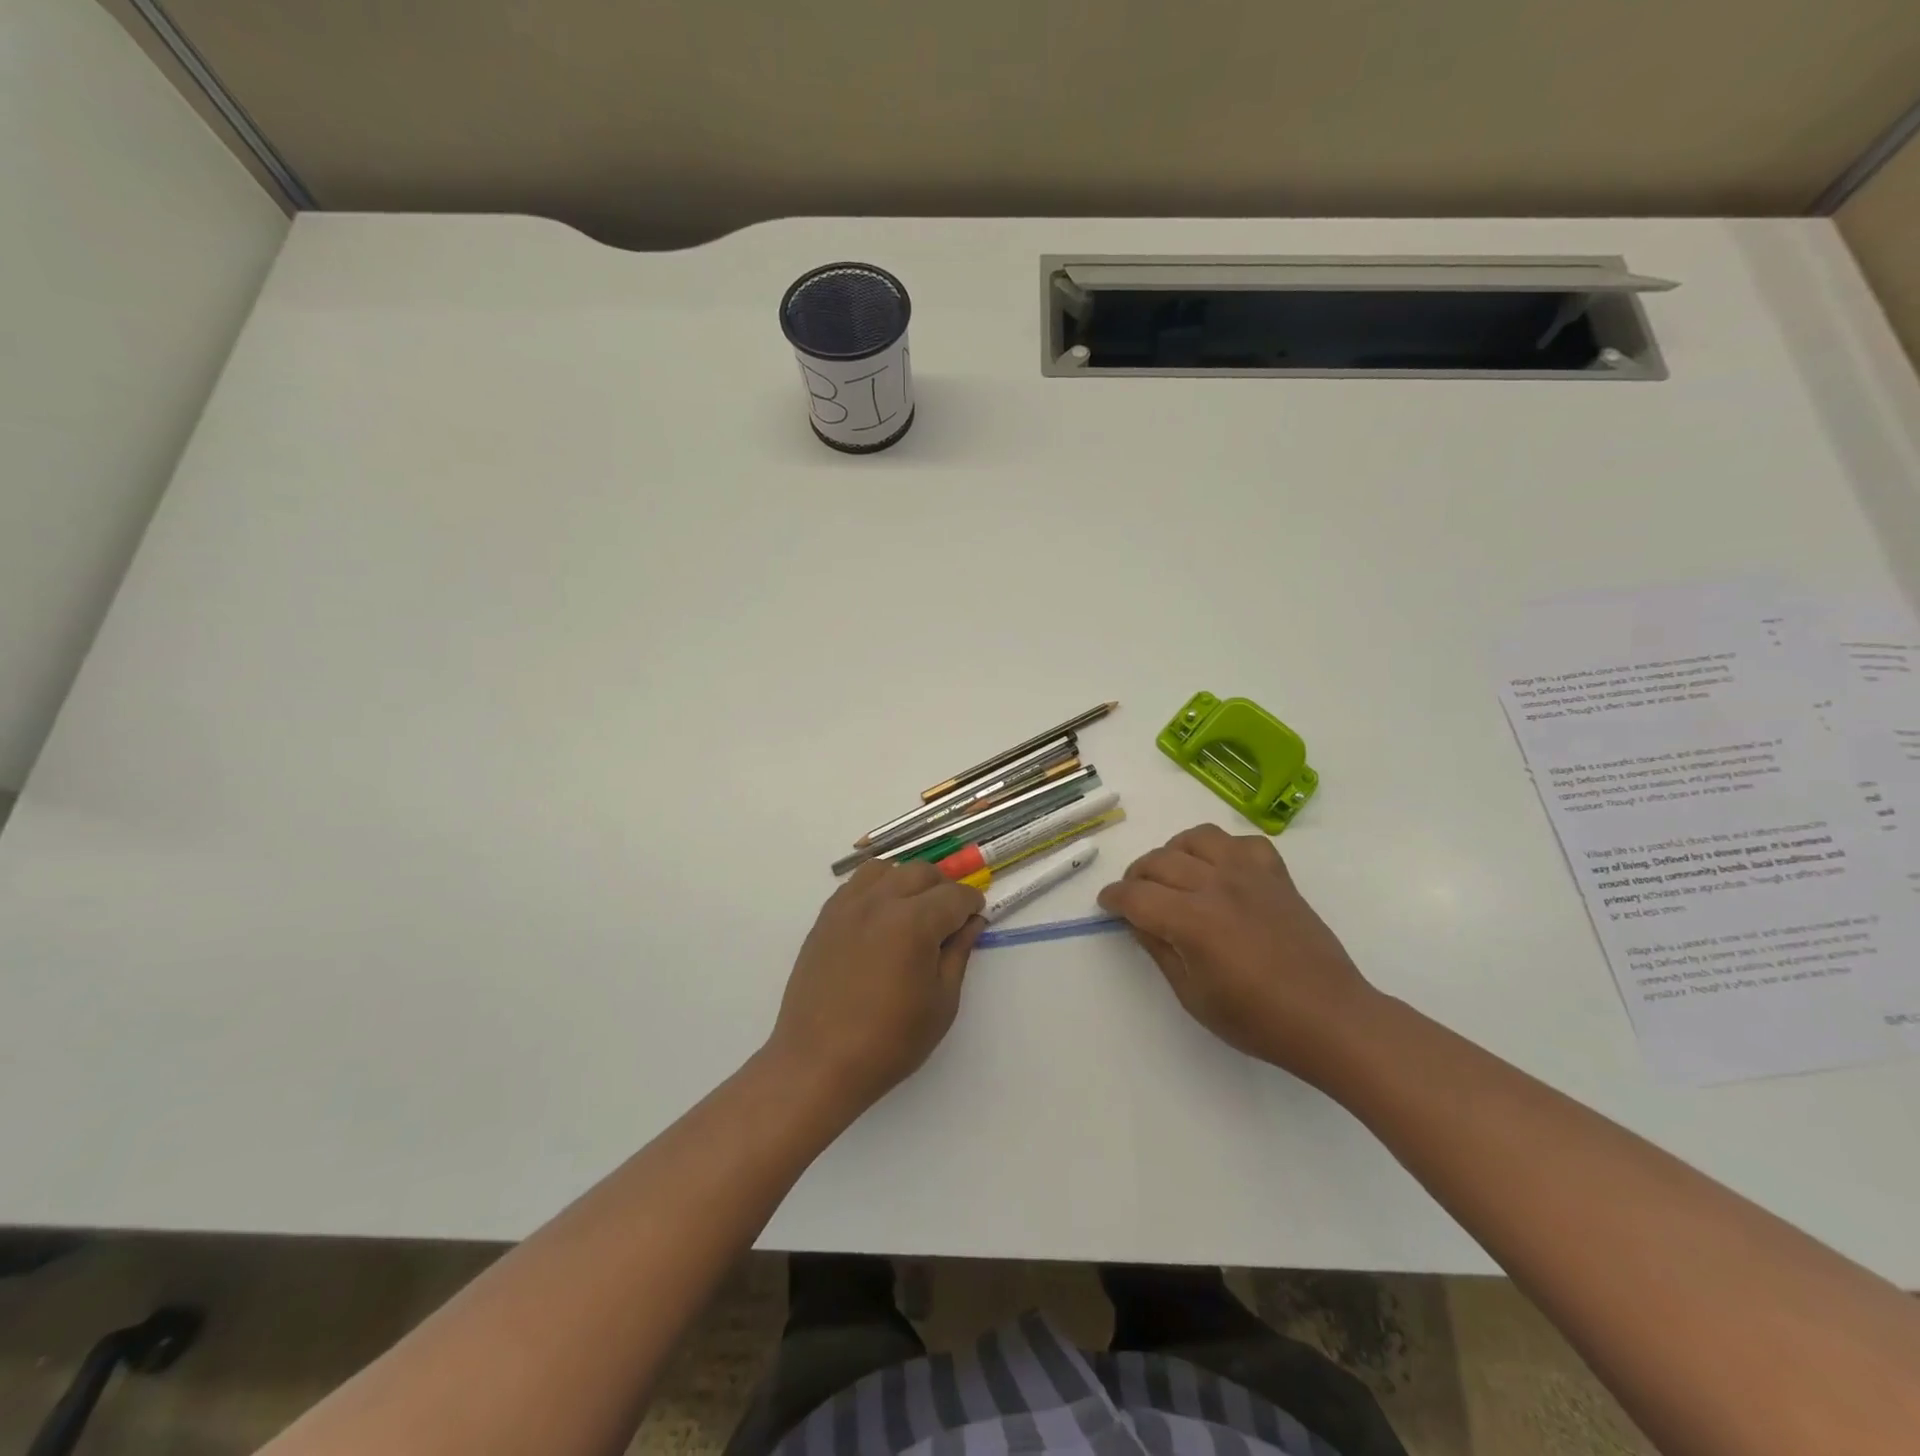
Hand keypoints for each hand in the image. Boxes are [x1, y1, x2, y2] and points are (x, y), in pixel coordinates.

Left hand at [767, 861, 985, 1114]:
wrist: (818, 1062)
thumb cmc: (889, 1041)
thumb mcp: (941, 1003)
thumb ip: (958, 953)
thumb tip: (971, 923)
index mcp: (914, 922)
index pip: (954, 895)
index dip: (972, 905)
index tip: (976, 918)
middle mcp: (880, 902)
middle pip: (921, 872)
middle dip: (943, 888)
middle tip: (950, 918)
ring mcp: (847, 907)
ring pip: (886, 870)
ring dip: (907, 882)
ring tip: (913, 912)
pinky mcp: (825, 918)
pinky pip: (856, 885)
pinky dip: (876, 889)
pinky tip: (881, 919)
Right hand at [1097, 824, 1376, 1081]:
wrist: (1329, 1017)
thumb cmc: (1257, 1019)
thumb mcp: (1193, 996)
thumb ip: (1160, 950)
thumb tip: (1139, 920)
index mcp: (1191, 920)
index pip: (1136, 895)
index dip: (1113, 898)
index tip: (1106, 905)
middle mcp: (1216, 885)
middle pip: (1159, 862)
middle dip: (1136, 877)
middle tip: (1135, 897)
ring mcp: (1249, 875)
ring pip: (1197, 838)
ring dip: (1174, 852)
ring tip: (1174, 874)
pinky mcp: (1276, 875)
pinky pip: (1242, 842)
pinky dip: (1223, 850)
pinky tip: (1221, 871)